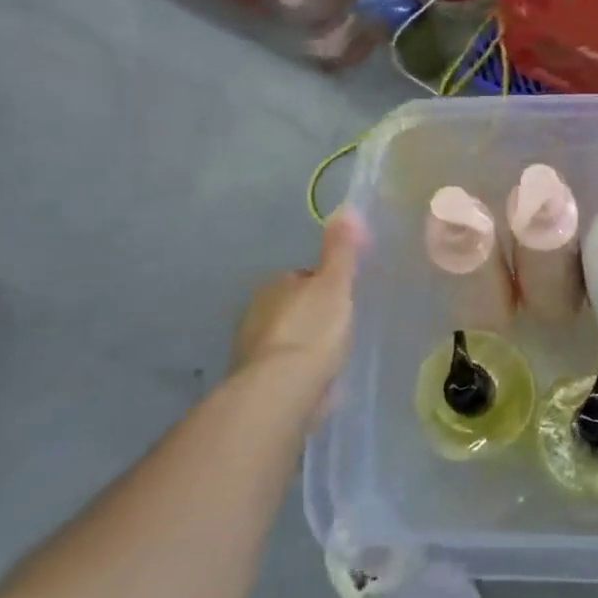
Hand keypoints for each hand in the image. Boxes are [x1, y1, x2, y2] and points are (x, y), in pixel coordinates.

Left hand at [229, 210, 364, 386]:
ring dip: (302, 347)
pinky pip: (281, 370)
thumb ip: (340, 250)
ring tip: (330, 360)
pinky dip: (295, 373)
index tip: (344, 300)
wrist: (280, 389)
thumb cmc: (312, 330)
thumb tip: (346, 208)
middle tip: (340, 332)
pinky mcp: (253, 383)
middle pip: (292, 309)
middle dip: (312, 318)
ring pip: (285, 340)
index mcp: (275, 285)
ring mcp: (251, 349)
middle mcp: (255, 312)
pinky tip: (315, 384)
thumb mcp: (335, 284)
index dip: (325, 287)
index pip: (303, 278)